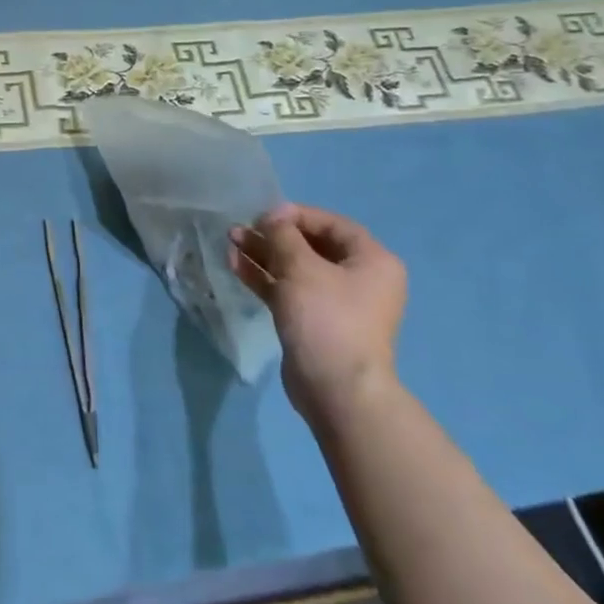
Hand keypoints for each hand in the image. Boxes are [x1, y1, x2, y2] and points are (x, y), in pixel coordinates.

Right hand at [228, 204, 406, 429]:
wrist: (336, 389)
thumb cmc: (326, 318)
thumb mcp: (301, 267)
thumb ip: (282, 235)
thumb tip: (272, 216)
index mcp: (372, 261)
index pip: (331, 224)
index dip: (295, 215)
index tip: (262, 215)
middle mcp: (358, 279)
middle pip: (311, 246)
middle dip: (273, 235)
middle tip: (241, 228)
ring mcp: (336, 303)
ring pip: (295, 268)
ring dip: (263, 254)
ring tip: (231, 241)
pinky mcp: (313, 322)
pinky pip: (287, 290)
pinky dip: (264, 277)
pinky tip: (235, 264)